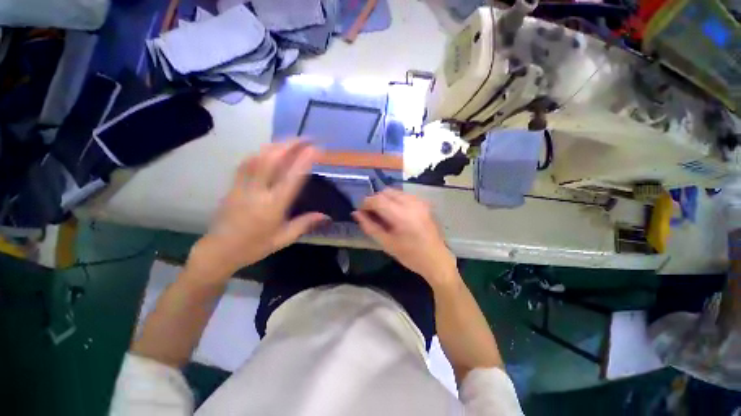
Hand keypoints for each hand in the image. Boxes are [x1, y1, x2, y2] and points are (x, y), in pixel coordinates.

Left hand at [188, 141, 328, 279]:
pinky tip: (269, 150)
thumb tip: (327, 216)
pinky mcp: (233, 185)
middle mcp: (257, 191)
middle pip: (272, 160)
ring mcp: (242, 185)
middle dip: (291, 144)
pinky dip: (261, 152)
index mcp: (273, 206)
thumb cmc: (254, 246)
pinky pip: (247, 162)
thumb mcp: (284, 238)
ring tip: (291, 141)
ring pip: (258, 157)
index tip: (317, 149)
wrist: (219, 250)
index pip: (291, 177)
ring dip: (276, 145)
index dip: (304, 160)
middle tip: (307, 138)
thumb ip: (305, 224)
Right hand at [352, 188, 457, 288]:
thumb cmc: (410, 255)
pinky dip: (394, 200)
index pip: (378, 200)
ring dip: (384, 199)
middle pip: (386, 192)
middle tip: (371, 213)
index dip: (366, 203)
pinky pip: (404, 195)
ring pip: (394, 192)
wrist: (436, 259)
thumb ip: (370, 226)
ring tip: (382, 213)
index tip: (361, 211)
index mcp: (402, 215)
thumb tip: (356, 213)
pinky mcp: (424, 203)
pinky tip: (394, 213)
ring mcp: (419, 201)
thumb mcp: (386, 243)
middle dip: (375, 200)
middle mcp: (411, 203)